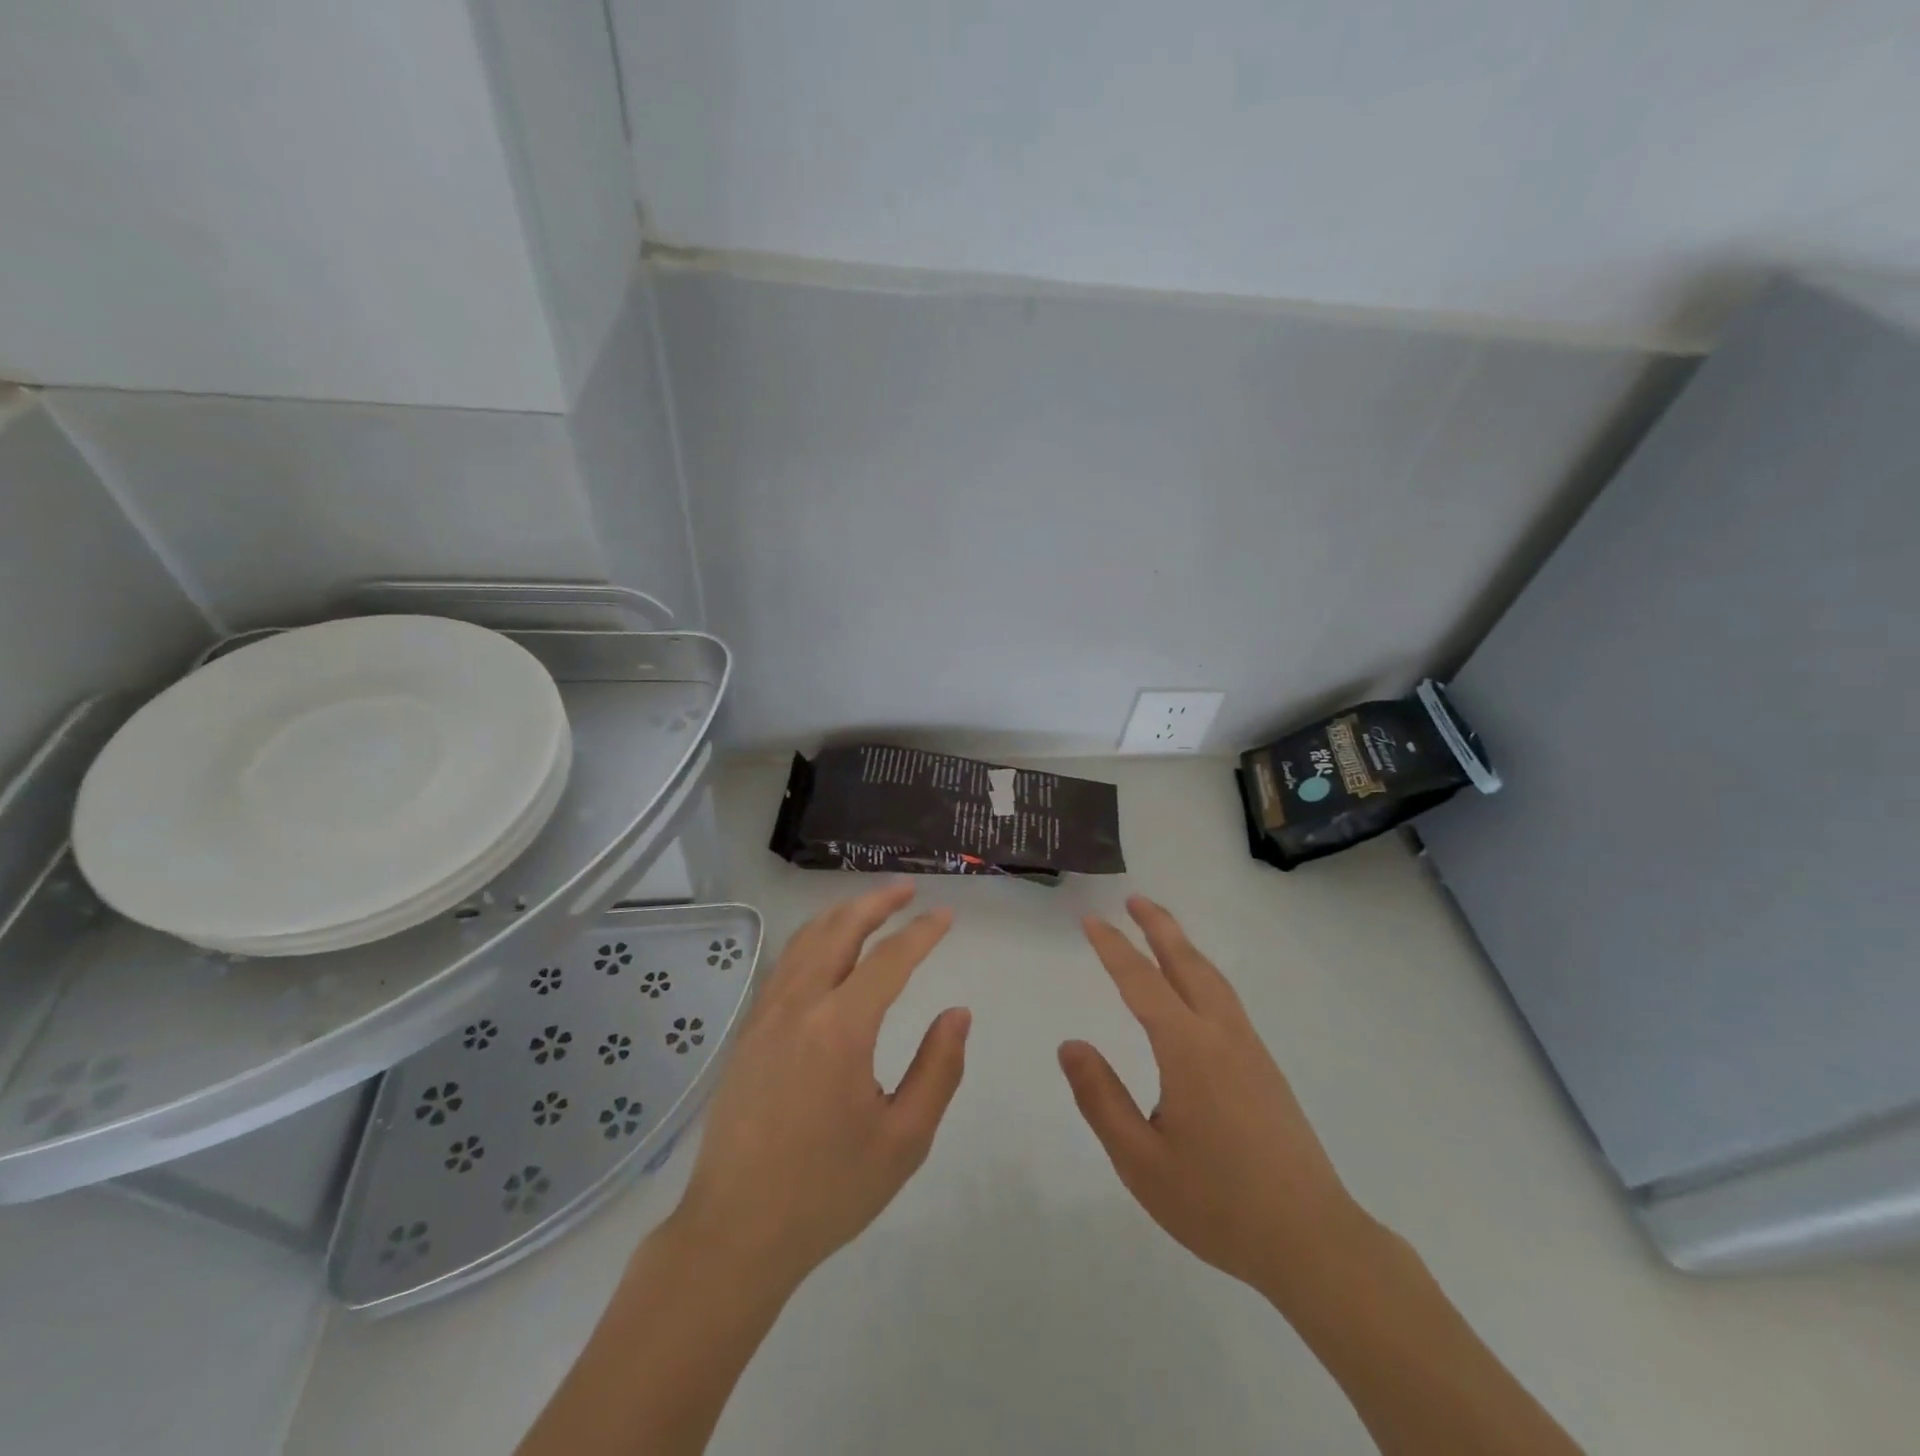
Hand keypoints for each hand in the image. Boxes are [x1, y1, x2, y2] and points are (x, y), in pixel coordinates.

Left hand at [670, 880, 969, 1289]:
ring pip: (805, 941)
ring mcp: (766, 1016)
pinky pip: (785, 965)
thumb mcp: (903, 1139)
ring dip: (841, 915)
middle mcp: (800, 1007)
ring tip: (870, 906)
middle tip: (907, 890)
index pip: (889, 960)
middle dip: (876, 903)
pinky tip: (824, 948)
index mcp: (840, 1029)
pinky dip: (812, 939)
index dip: (921, 933)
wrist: (735, 1232)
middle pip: (839, 931)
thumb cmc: (827, 1190)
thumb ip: (937, 1069)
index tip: (946, 915)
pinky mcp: (748, 1032)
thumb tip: (956, 1013)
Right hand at [1059, 895, 1363, 1300]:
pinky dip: (1203, 973)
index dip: (1114, 948)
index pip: (1141, 983)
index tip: (1091, 920)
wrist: (1313, 1242)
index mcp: (1188, 1050)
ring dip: (1184, 946)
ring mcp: (1250, 1050)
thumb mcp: (1141, 1160)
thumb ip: (1101, 1098)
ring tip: (1162, 929)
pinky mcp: (1266, 1069)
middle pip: (1187, 964)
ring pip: (1213, 979)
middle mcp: (1222, 1036)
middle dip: (1159, 927)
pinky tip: (1197, 989)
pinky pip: (1227, 1001)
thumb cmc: (1218, 1203)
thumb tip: (1071, 1045)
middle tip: (1134, 899)